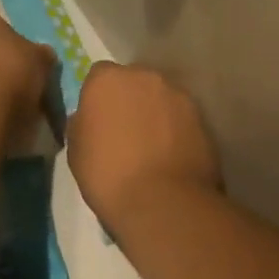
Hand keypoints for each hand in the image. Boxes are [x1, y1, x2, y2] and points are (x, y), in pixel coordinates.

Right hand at [67, 62, 219, 229]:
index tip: (98, 120)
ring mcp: (177, 94)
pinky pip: (181, 117)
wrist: (162, 202)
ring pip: (161, 97)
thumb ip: (82, 124)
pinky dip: (176, 129)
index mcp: (107, 80)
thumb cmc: (107, 175)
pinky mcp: (201, 116)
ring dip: (155, 112)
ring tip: (153, 146)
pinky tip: (172, 155)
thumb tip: (88, 118)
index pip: (99, 76)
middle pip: (134, 81)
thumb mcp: (76, 151)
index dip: (99, 97)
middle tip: (125, 131)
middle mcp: (144, 76)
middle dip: (129, 99)